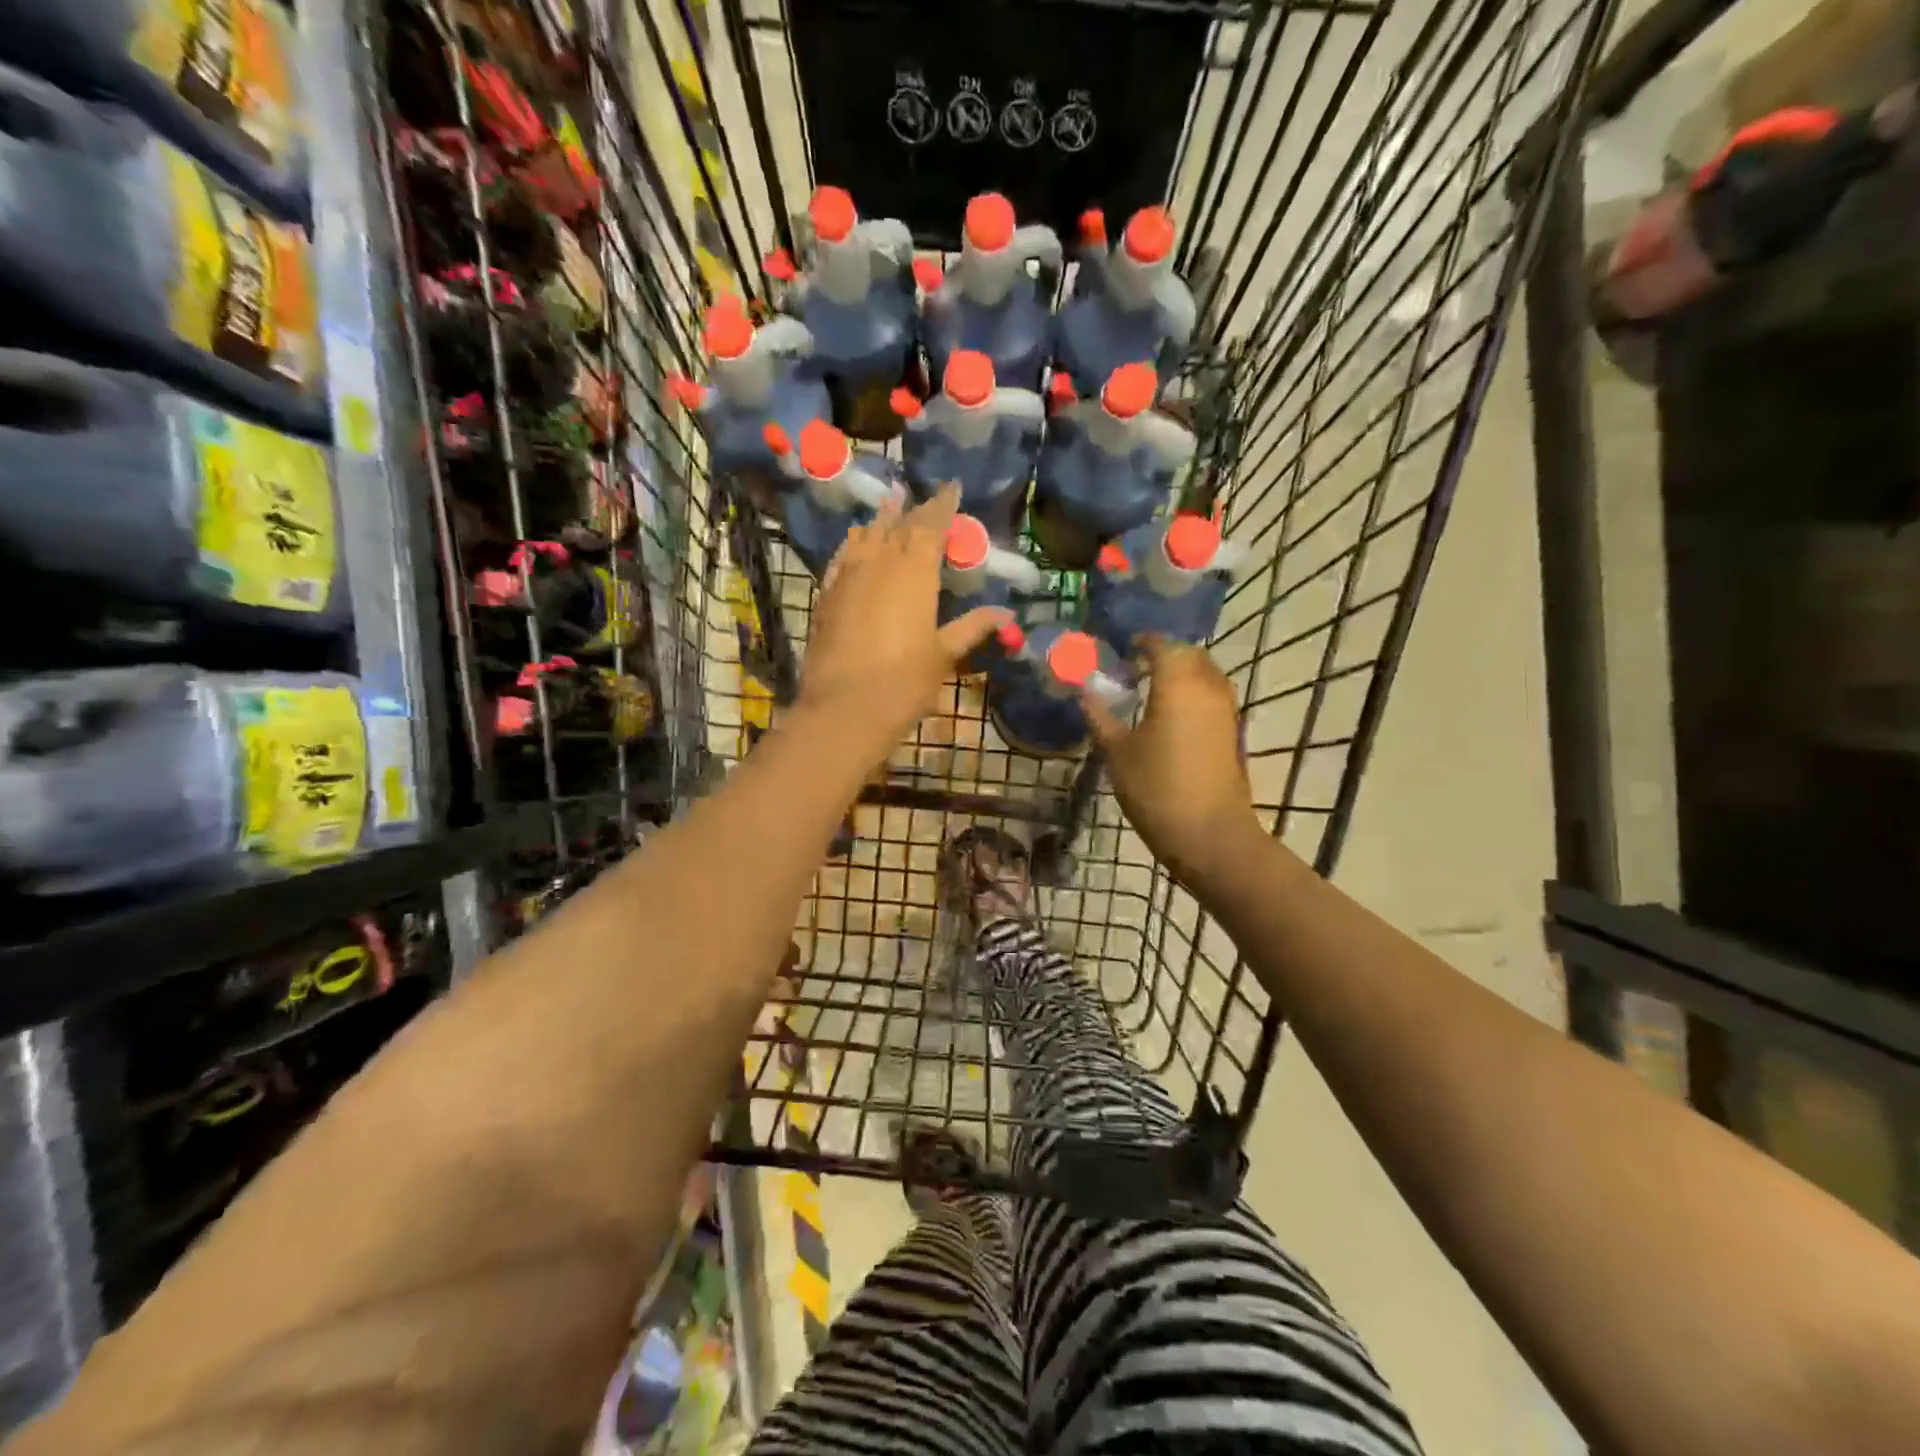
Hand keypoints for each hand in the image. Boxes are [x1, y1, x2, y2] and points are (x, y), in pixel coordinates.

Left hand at [798, 483, 1003, 757]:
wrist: (845, 708)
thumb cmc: (905, 681)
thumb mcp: (945, 654)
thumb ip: (972, 627)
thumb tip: (1006, 614)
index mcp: (915, 571)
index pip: (931, 524)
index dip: (943, 504)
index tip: (952, 486)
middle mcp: (879, 562)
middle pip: (898, 525)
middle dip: (914, 509)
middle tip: (924, 497)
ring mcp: (848, 576)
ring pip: (866, 535)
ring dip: (881, 519)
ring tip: (889, 502)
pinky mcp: (827, 595)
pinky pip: (841, 557)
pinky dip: (852, 544)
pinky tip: (855, 543)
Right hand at [1083, 636, 1264, 888]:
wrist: (1209, 834)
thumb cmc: (1156, 788)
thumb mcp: (1117, 752)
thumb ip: (1100, 716)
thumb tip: (1084, 692)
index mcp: (1177, 682)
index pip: (1162, 645)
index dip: (1142, 642)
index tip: (1122, 649)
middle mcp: (1207, 686)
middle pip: (1188, 654)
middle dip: (1163, 654)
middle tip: (1134, 668)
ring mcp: (1225, 709)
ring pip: (1204, 673)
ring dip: (1180, 672)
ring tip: (1150, 689)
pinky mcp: (1232, 730)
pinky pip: (1211, 694)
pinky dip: (1192, 692)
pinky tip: (1169, 713)